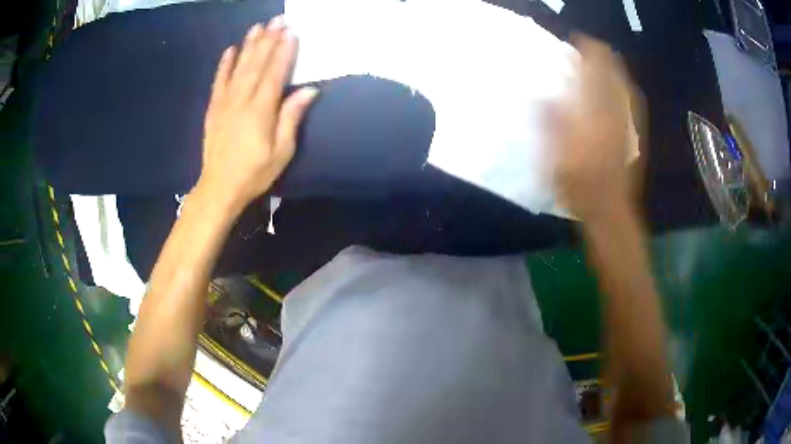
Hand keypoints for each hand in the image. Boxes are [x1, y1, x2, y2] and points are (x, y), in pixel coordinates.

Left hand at [197, 17, 317, 211]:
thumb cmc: (254, 173)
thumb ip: (291, 117)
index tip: (291, 32)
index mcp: (260, 110)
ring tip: (257, 27)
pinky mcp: (213, 109)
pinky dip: (224, 65)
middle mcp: (241, 100)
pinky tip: (230, 50)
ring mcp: (224, 103)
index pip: (275, 72)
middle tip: (277, 19)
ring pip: (238, 67)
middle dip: (268, 40)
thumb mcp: (281, 151)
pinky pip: (219, 82)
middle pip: (256, 64)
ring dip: (248, 45)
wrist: (219, 188)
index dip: (284, 51)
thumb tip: (308, 90)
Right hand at [552, 35, 635, 221]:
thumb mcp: (556, 155)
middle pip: (616, 75)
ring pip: (626, 88)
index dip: (588, 52)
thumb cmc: (580, 186)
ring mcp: (630, 125)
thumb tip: (541, 95)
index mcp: (598, 114)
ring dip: (615, 71)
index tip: (576, 42)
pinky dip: (625, 91)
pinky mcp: (635, 136)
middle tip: (590, 49)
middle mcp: (618, 114)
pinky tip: (618, 92)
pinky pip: (632, 105)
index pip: (597, 72)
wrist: (610, 212)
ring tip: (604, 64)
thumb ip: (550, 122)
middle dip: (604, 57)